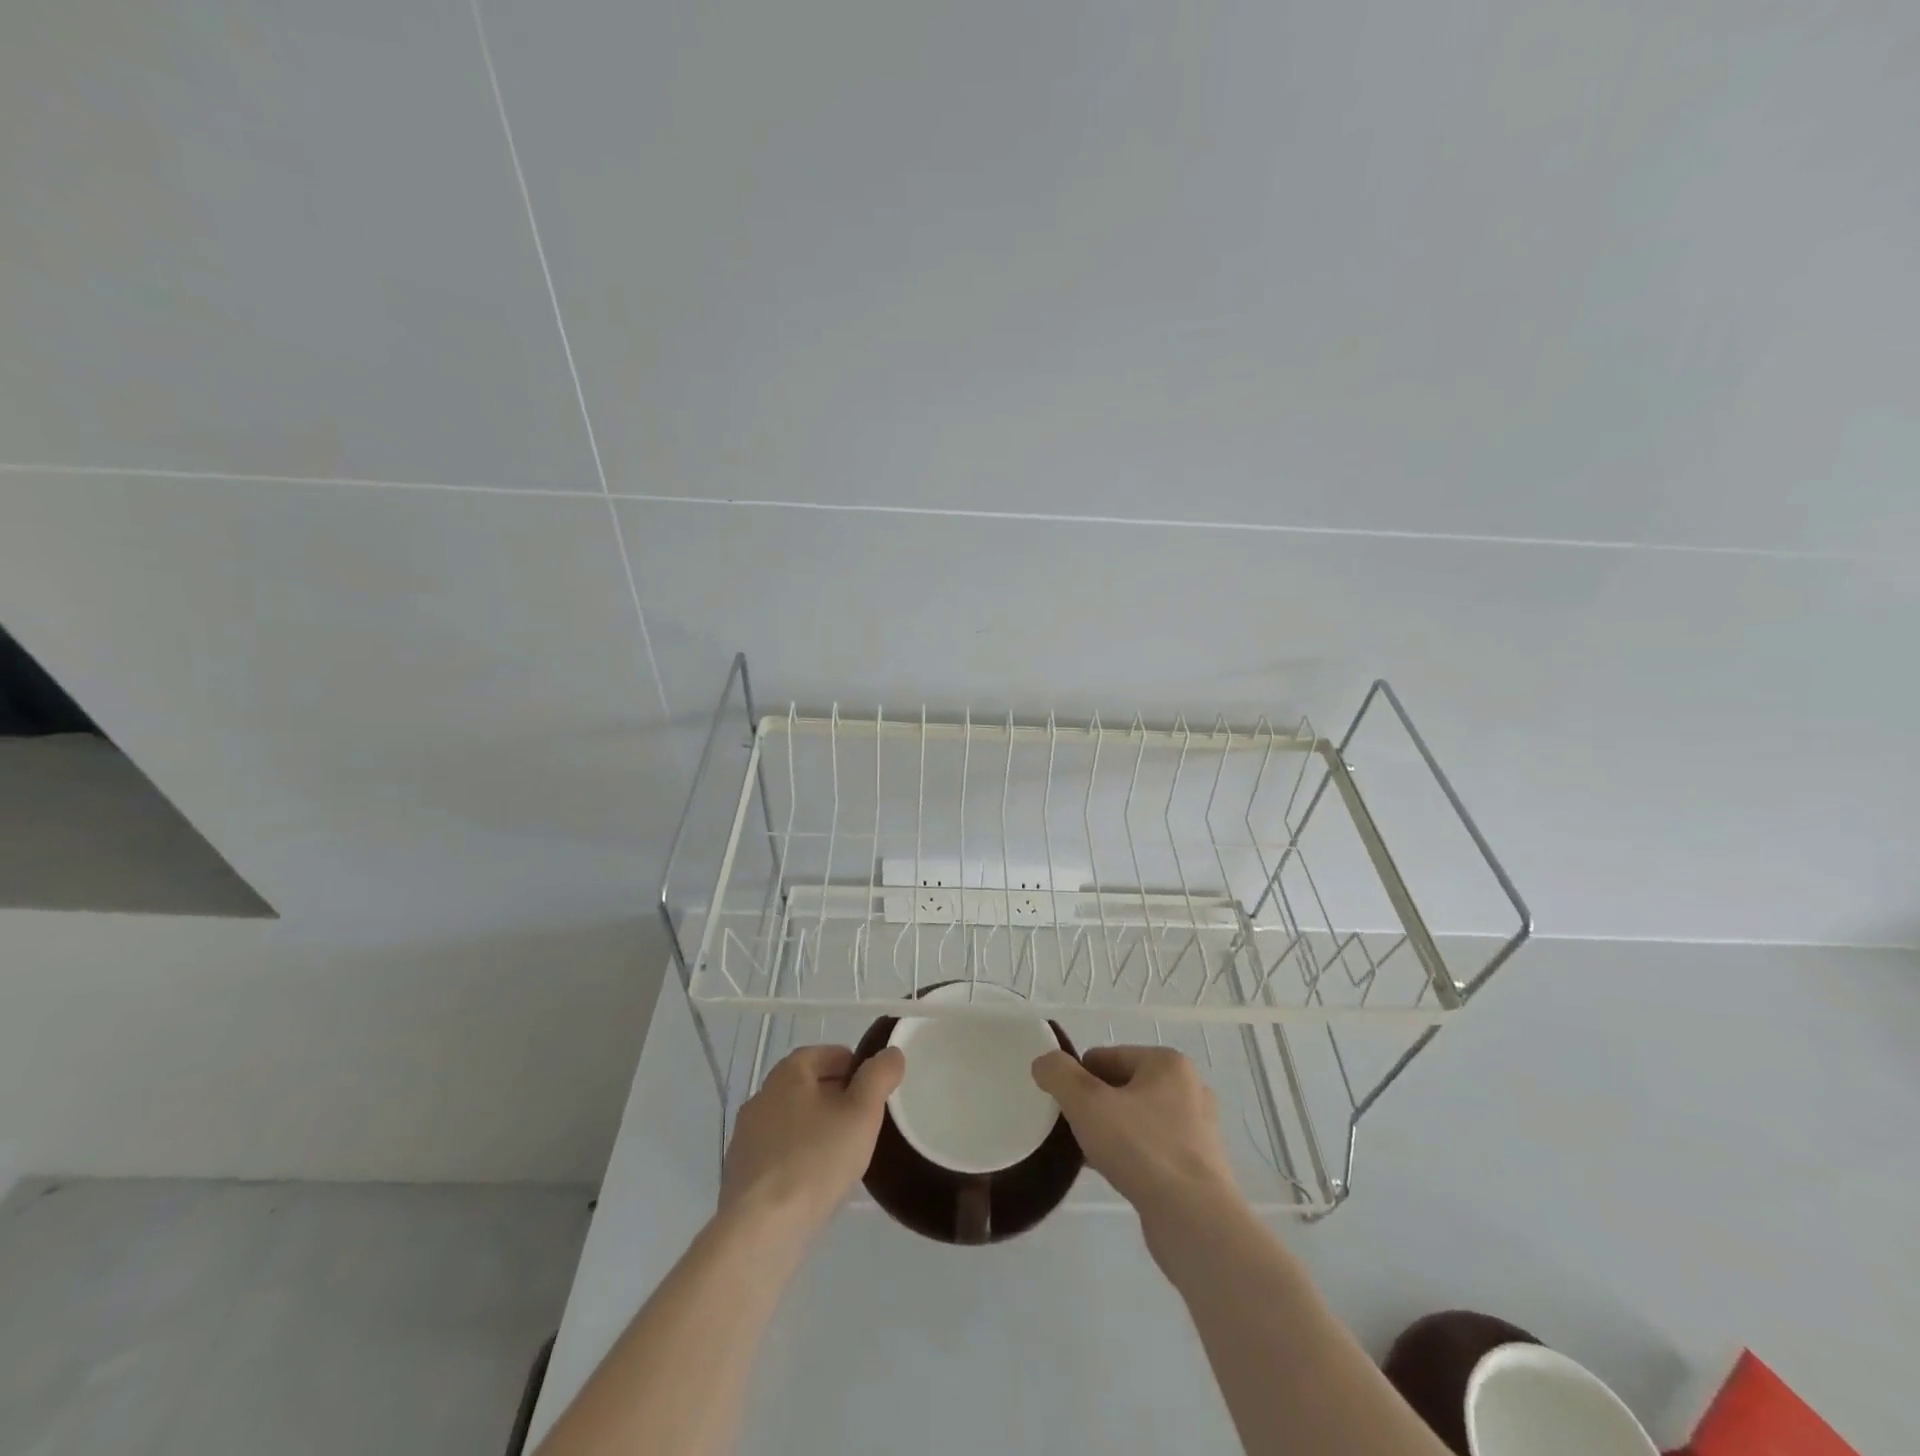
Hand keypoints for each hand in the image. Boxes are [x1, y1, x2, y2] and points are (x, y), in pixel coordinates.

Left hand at [719, 1044, 904, 1238]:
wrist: (761, 1230)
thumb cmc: (816, 1160)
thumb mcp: (862, 1113)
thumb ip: (879, 1077)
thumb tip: (891, 1053)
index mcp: (788, 1073)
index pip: (826, 1054)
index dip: (855, 1067)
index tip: (874, 1091)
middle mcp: (762, 1096)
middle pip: (808, 1086)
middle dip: (837, 1098)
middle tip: (864, 1122)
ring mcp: (746, 1136)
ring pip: (792, 1120)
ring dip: (816, 1129)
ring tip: (843, 1155)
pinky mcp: (740, 1173)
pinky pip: (778, 1153)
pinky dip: (798, 1157)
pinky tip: (814, 1182)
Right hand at [1032, 1046, 1238, 1226]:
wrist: (1194, 1222)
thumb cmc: (1141, 1148)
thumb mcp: (1087, 1102)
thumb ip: (1059, 1075)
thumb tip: (1044, 1062)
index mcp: (1168, 1063)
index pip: (1107, 1057)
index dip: (1079, 1079)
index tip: (1063, 1107)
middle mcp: (1189, 1088)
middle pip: (1123, 1086)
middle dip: (1095, 1106)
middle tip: (1074, 1131)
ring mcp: (1198, 1130)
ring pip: (1137, 1119)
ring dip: (1111, 1132)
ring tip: (1089, 1155)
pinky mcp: (1199, 1166)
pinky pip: (1153, 1148)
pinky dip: (1131, 1155)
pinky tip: (1113, 1174)